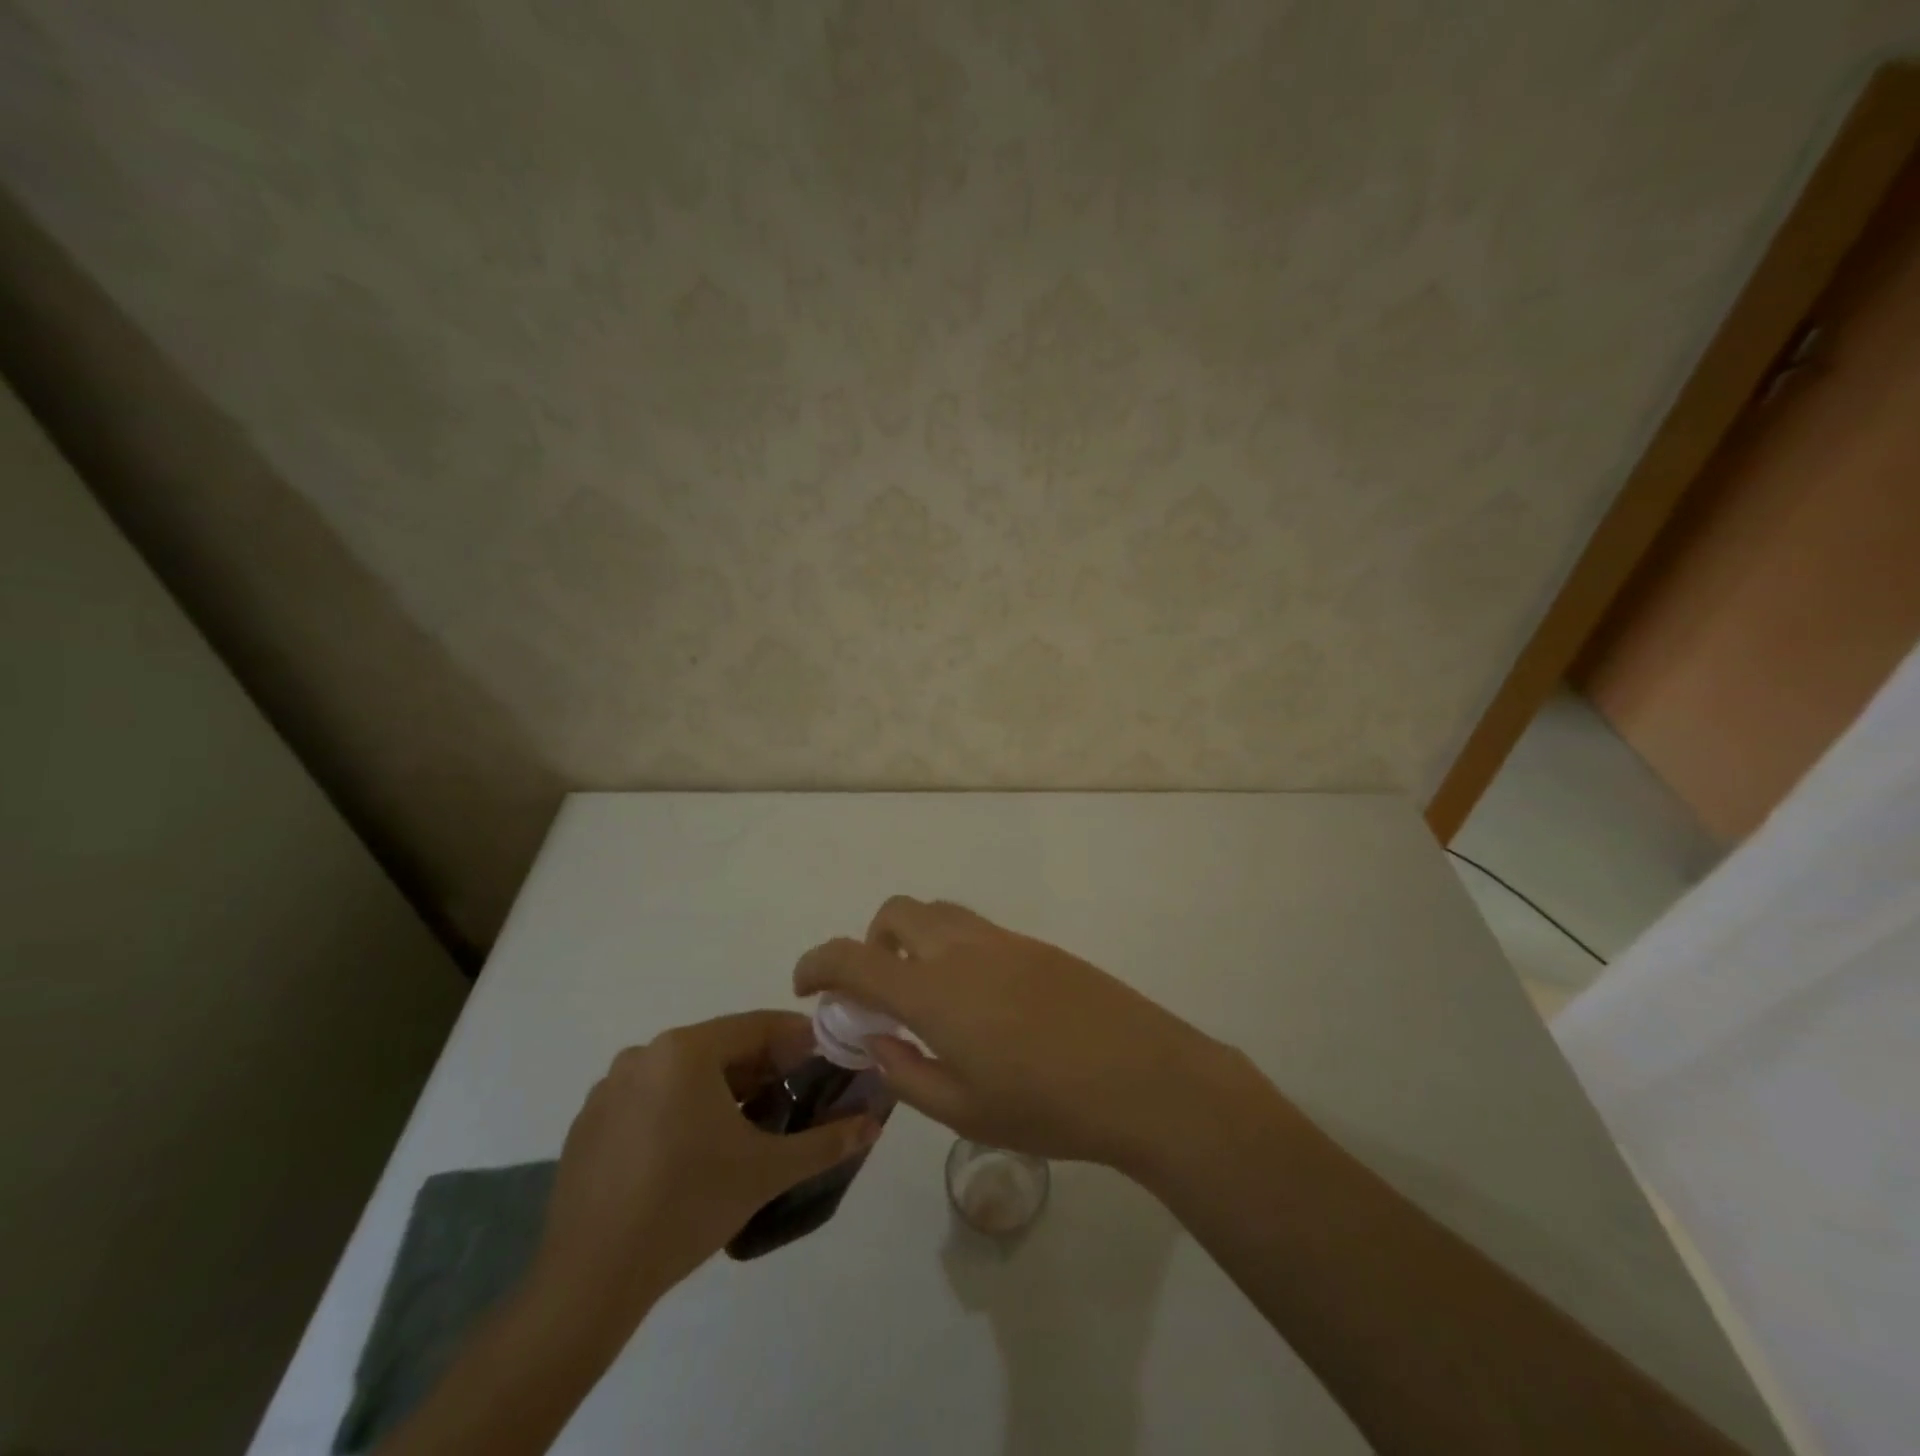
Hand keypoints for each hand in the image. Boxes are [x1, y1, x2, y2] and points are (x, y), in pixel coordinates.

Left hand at [528, 1012, 881, 1335]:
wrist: (589, 1281)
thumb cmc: (687, 1206)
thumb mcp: (767, 1171)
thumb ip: (825, 1142)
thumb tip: (873, 1123)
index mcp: (685, 1050)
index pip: (757, 1026)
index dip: (797, 1040)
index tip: (826, 1060)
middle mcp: (644, 1054)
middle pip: (720, 1048)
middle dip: (762, 1068)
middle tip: (794, 1097)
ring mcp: (609, 1088)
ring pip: (684, 1074)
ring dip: (722, 1090)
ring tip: (749, 1128)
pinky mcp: (589, 1123)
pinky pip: (650, 1099)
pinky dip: (681, 1110)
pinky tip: (694, 1153)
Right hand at [794, 898, 1250, 1171]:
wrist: (1142, 1075)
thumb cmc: (1047, 1106)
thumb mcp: (963, 1110)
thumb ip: (907, 1074)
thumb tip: (879, 1043)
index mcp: (934, 990)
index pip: (853, 957)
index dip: (817, 964)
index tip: (805, 984)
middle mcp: (961, 949)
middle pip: (896, 912)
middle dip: (871, 942)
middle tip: (880, 992)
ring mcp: (1002, 940)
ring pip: (938, 912)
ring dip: (914, 939)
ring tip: (929, 995)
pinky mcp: (1035, 944)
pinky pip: (975, 928)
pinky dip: (952, 946)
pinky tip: (980, 1000)